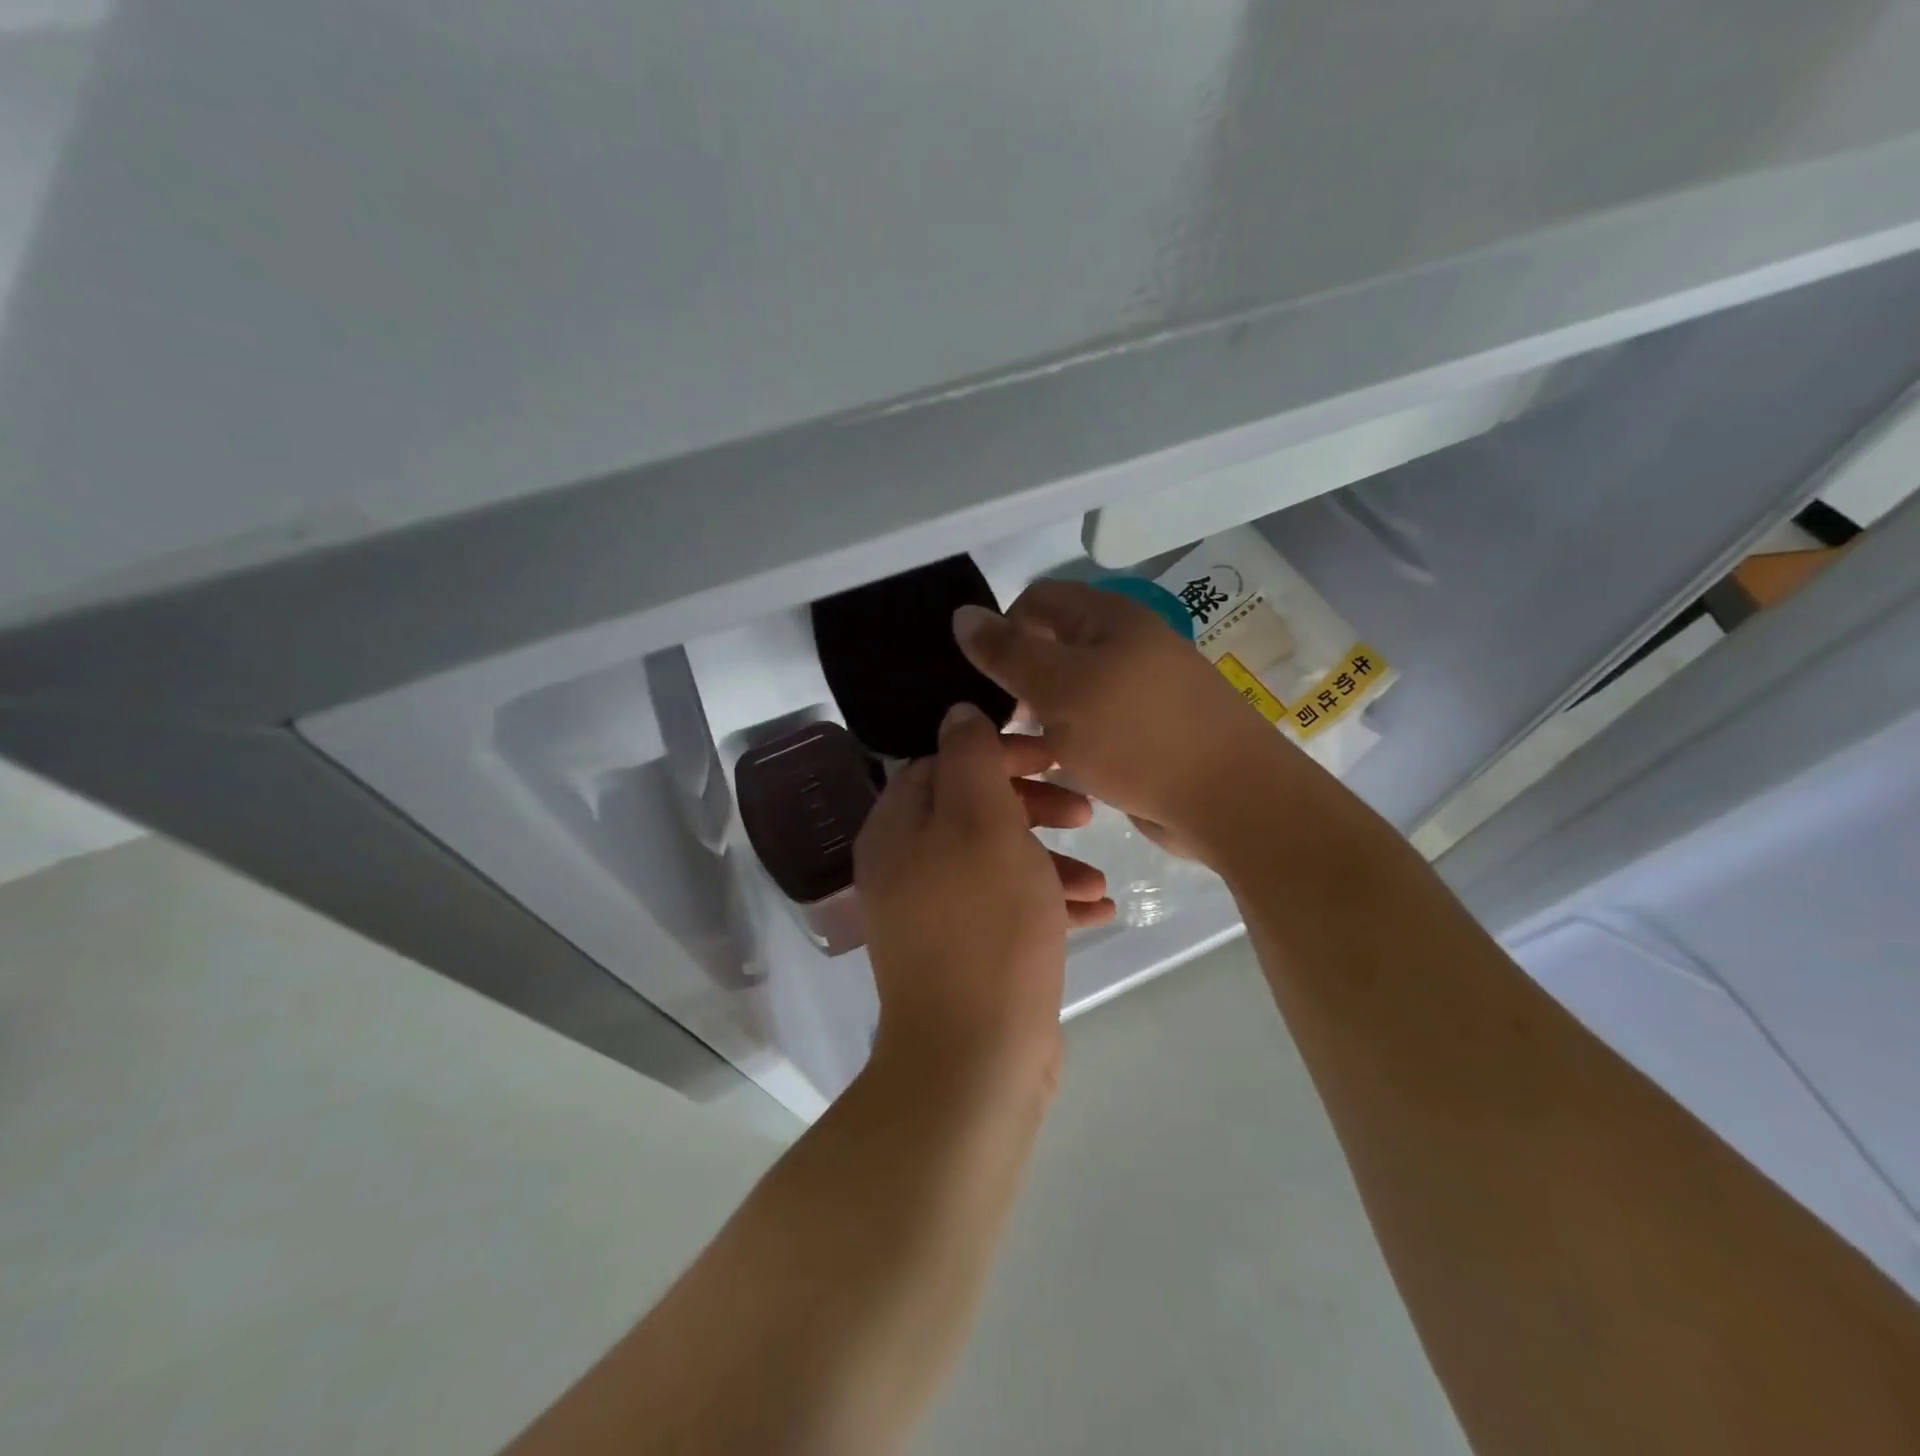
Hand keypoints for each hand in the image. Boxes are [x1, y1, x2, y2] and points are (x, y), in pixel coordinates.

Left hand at [855, 704, 1113, 1086]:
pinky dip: (1050, 903)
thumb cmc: (985, 924)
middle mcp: (908, 865)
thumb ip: (970, 758)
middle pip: (975, 810)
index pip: (945, 762)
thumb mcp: (982, 822)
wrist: (975, 1057)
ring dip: (1051, 860)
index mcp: (898, 827)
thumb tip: (959, 712)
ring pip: (999, 860)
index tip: (1055, 757)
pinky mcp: (968, 951)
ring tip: (1100, 876)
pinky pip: (1009, 907)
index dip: (1002, 752)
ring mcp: (936, 912)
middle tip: (1086, 811)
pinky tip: (1099, 910)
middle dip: (1034, 806)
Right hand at [954, 580, 1290, 863]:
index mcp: (1110, 619)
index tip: (984, 678)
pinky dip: (1066, 741)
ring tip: (1018, 752)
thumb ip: (1009, 652)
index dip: (1003, 628)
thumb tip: (963, 614)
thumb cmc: (1138, 735)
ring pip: (1068, 691)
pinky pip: (1090, 725)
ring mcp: (1138, 691)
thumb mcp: (1061, 688)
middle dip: (1018, 679)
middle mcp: (1125, 646)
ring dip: (1039, 716)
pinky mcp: (1144, 733)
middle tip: (998, 721)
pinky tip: (1053, 768)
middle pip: (1052, 645)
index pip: (1038, 600)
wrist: (1228, 799)